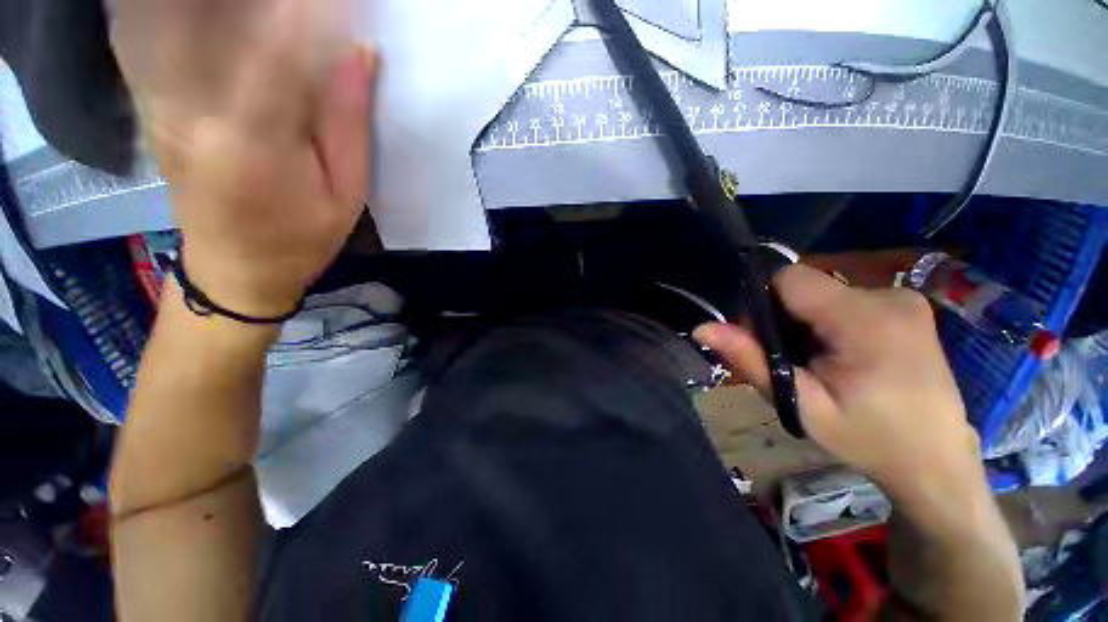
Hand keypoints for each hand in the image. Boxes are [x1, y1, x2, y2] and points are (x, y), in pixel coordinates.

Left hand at [113, 0, 376, 315]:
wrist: (234, 268)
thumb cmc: (303, 238)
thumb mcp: (347, 194)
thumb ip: (349, 124)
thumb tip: (359, 54)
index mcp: (255, 139)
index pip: (280, 44)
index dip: (309, 6)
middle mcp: (197, 108)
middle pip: (214, 14)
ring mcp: (166, 102)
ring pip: (178, 15)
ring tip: (266, 3)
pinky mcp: (156, 102)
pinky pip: (157, 32)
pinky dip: (176, 8)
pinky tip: (205, 9)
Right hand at [694, 265, 985, 508]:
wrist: (936, 461)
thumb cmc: (869, 439)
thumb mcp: (802, 405)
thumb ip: (751, 361)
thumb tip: (702, 328)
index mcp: (865, 319)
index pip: (789, 278)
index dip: (764, 303)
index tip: (766, 340)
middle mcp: (888, 295)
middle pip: (805, 286)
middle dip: (784, 317)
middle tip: (793, 362)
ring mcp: (903, 298)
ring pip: (823, 293)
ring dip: (806, 321)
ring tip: (819, 363)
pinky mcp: (907, 306)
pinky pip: (845, 299)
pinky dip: (828, 321)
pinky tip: (841, 356)